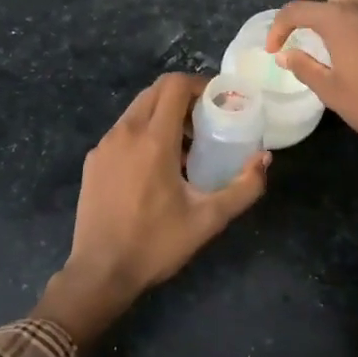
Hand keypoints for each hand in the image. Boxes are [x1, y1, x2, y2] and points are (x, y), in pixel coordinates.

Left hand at [35, 74, 268, 346]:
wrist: (100, 272)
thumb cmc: (156, 244)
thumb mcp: (209, 219)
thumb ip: (244, 187)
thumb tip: (265, 158)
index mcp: (154, 139)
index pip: (175, 85)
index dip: (199, 84)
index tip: (218, 99)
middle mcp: (125, 132)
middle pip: (155, 91)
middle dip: (183, 96)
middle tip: (205, 119)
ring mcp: (104, 145)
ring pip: (137, 109)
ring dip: (162, 113)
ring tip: (184, 144)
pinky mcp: (93, 160)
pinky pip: (122, 131)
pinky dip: (143, 132)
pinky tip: (154, 166)